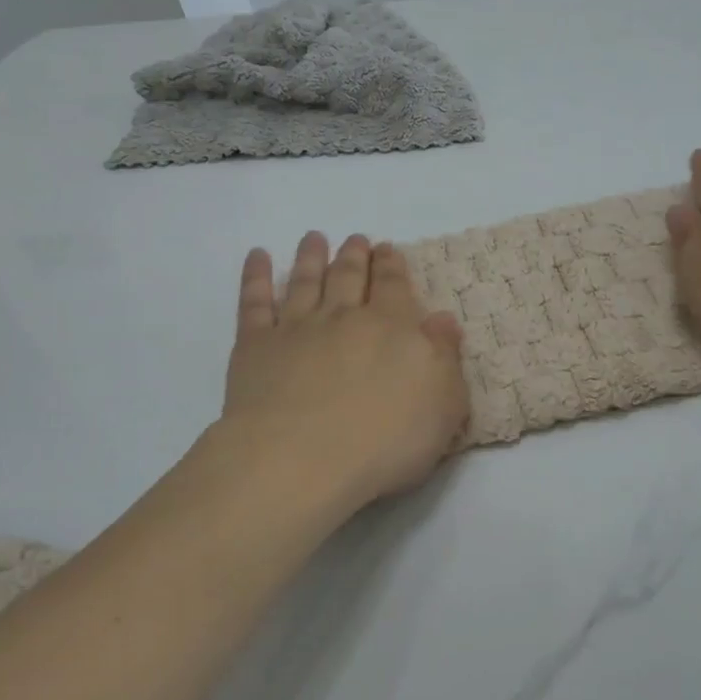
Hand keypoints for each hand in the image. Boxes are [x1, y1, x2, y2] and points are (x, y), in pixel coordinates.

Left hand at [220, 233, 469, 522]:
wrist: (302, 461)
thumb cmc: (384, 441)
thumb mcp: (442, 405)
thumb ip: (445, 357)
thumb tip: (443, 319)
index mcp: (391, 327)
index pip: (393, 286)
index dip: (391, 265)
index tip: (387, 248)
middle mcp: (343, 317)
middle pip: (349, 276)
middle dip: (354, 255)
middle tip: (356, 239)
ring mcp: (296, 328)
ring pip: (304, 280)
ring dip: (310, 257)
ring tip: (313, 238)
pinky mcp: (255, 347)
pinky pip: (254, 302)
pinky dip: (255, 276)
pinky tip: (257, 256)